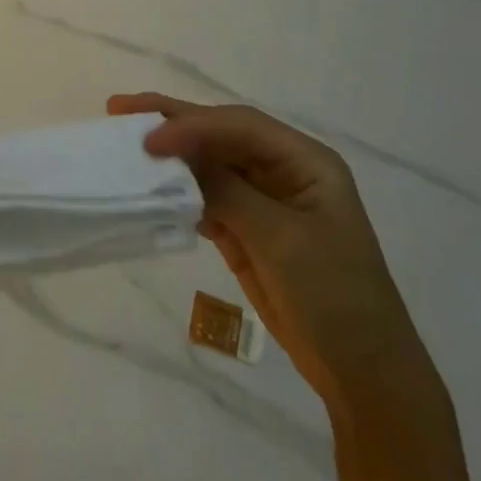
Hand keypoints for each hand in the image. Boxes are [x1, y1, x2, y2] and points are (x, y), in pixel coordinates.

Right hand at [108, 92, 439, 415]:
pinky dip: (178, 192)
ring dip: (170, 157)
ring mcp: (264, 200)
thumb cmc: (334, 296)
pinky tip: (150, 190)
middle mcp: (284, 169)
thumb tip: (174, 157)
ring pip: (209, 164)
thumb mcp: (280, 238)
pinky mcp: (247, 229)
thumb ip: (227, 191)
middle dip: (173, 121)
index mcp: (305, 160)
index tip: (148, 140)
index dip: (192, 125)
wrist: (362, 371)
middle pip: (221, 134)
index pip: (239, 126)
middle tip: (119, 109)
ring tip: (125, 145)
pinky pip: (206, 198)